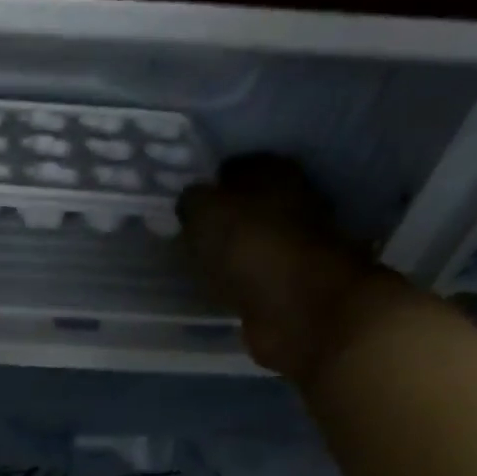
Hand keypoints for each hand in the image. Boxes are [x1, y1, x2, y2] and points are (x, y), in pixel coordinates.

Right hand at [178, 155, 407, 384]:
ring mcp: (290, 246)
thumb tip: (188, 199)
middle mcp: (290, 202)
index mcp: (275, 172)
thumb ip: (192, 201)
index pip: (234, 168)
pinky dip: (233, 281)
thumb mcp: (206, 212)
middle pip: (244, 206)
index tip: (181, 203)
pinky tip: (211, 288)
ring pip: (246, 242)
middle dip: (217, 218)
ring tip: (192, 263)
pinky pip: (248, 276)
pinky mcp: (284, 285)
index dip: (207, 183)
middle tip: (182, 234)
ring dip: (225, 252)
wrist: (295, 307)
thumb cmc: (252, 247)